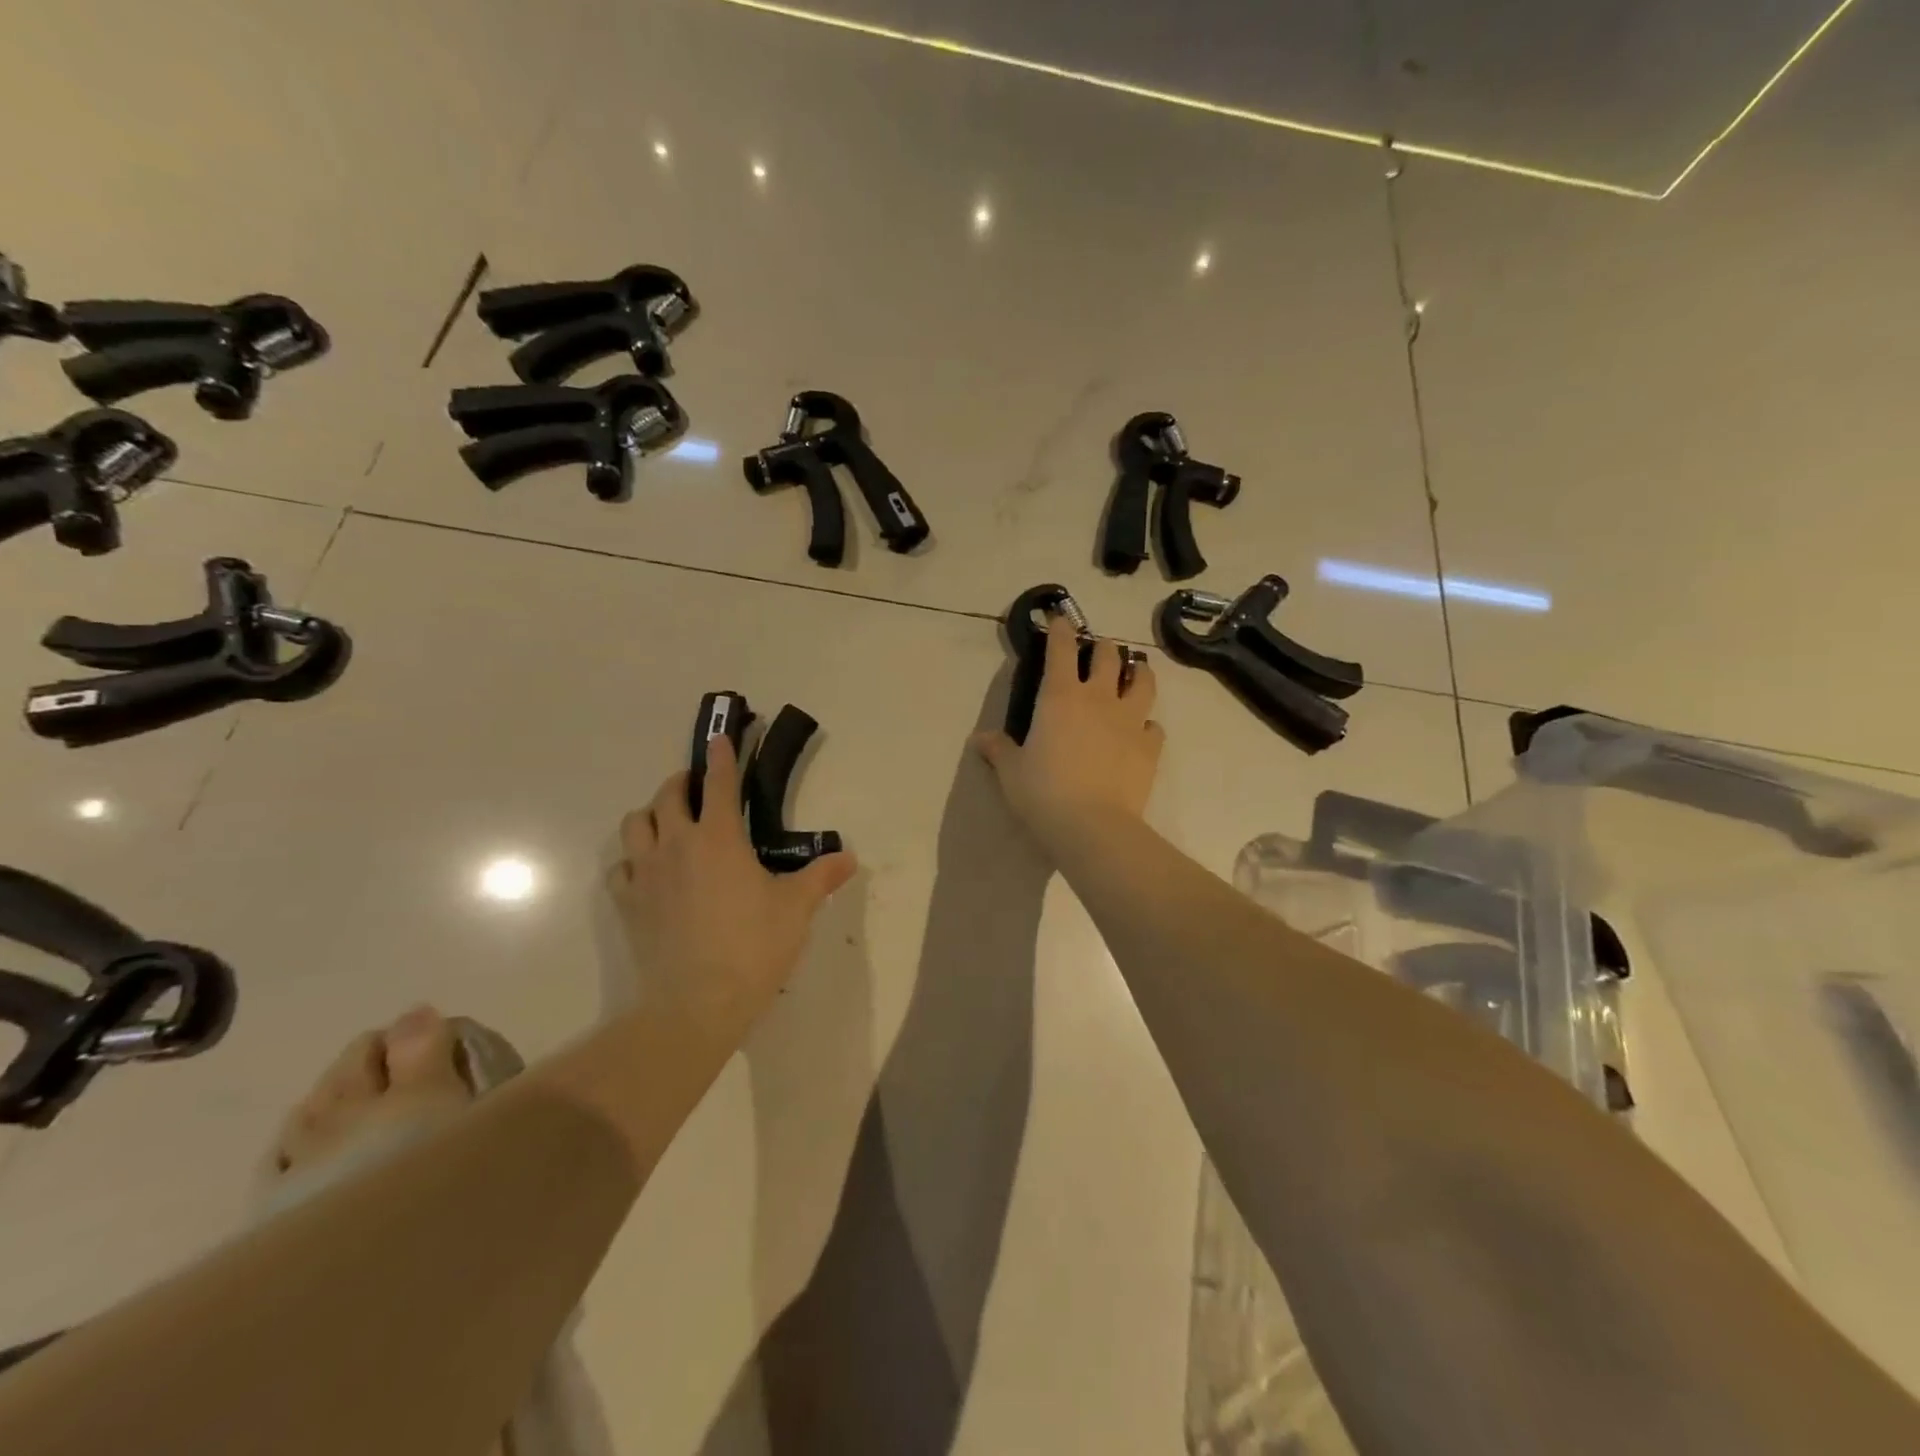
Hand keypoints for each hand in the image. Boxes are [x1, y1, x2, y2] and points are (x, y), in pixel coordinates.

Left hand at [609, 736, 855, 1040]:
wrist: (697, 1003)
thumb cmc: (753, 947)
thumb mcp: (797, 909)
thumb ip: (821, 877)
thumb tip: (848, 858)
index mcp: (719, 838)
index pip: (720, 784)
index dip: (722, 758)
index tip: (720, 738)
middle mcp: (677, 845)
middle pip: (668, 795)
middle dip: (683, 781)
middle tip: (698, 785)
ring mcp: (646, 874)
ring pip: (635, 824)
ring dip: (652, 814)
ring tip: (668, 822)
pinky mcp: (628, 904)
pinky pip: (621, 867)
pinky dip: (633, 859)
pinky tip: (648, 871)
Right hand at [973, 616, 1164, 851]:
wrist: (1092, 825)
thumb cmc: (1043, 793)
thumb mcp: (1011, 771)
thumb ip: (999, 749)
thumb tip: (980, 739)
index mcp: (1060, 696)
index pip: (1061, 649)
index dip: (1061, 629)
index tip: (1061, 618)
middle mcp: (1098, 698)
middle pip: (1108, 655)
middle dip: (1103, 646)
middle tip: (1099, 649)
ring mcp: (1129, 720)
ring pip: (1143, 680)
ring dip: (1139, 671)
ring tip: (1134, 672)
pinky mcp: (1150, 746)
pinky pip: (1154, 725)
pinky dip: (1148, 723)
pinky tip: (1141, 731)